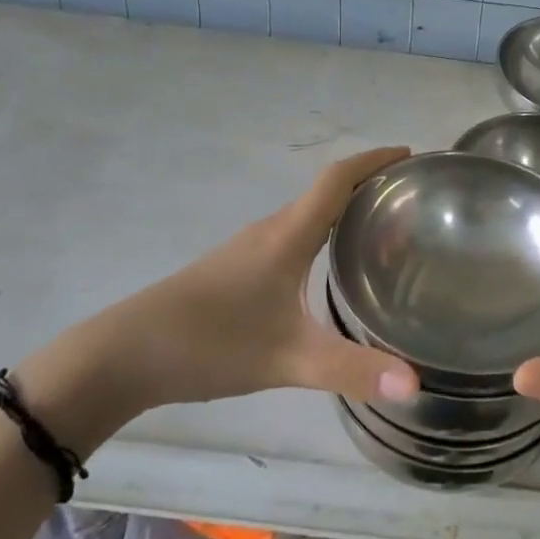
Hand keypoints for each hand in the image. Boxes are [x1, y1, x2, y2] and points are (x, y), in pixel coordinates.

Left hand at [17, 148, 418, 449]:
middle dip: (368, 183)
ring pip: (307, 214)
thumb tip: (415, 384)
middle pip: (327, 190)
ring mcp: (249, 249)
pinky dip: (321, 232)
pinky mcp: (236, 269)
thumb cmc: (211, 342)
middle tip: (408, 198)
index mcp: (289, 234)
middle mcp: (272, 230)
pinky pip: (292, 234)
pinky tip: (327, 265)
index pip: (338, 179)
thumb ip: (350, 369)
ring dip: (344, 208)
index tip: (410, 154)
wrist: (124, 355)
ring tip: (380, 228)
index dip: (375, 160)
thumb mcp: (287, 359)